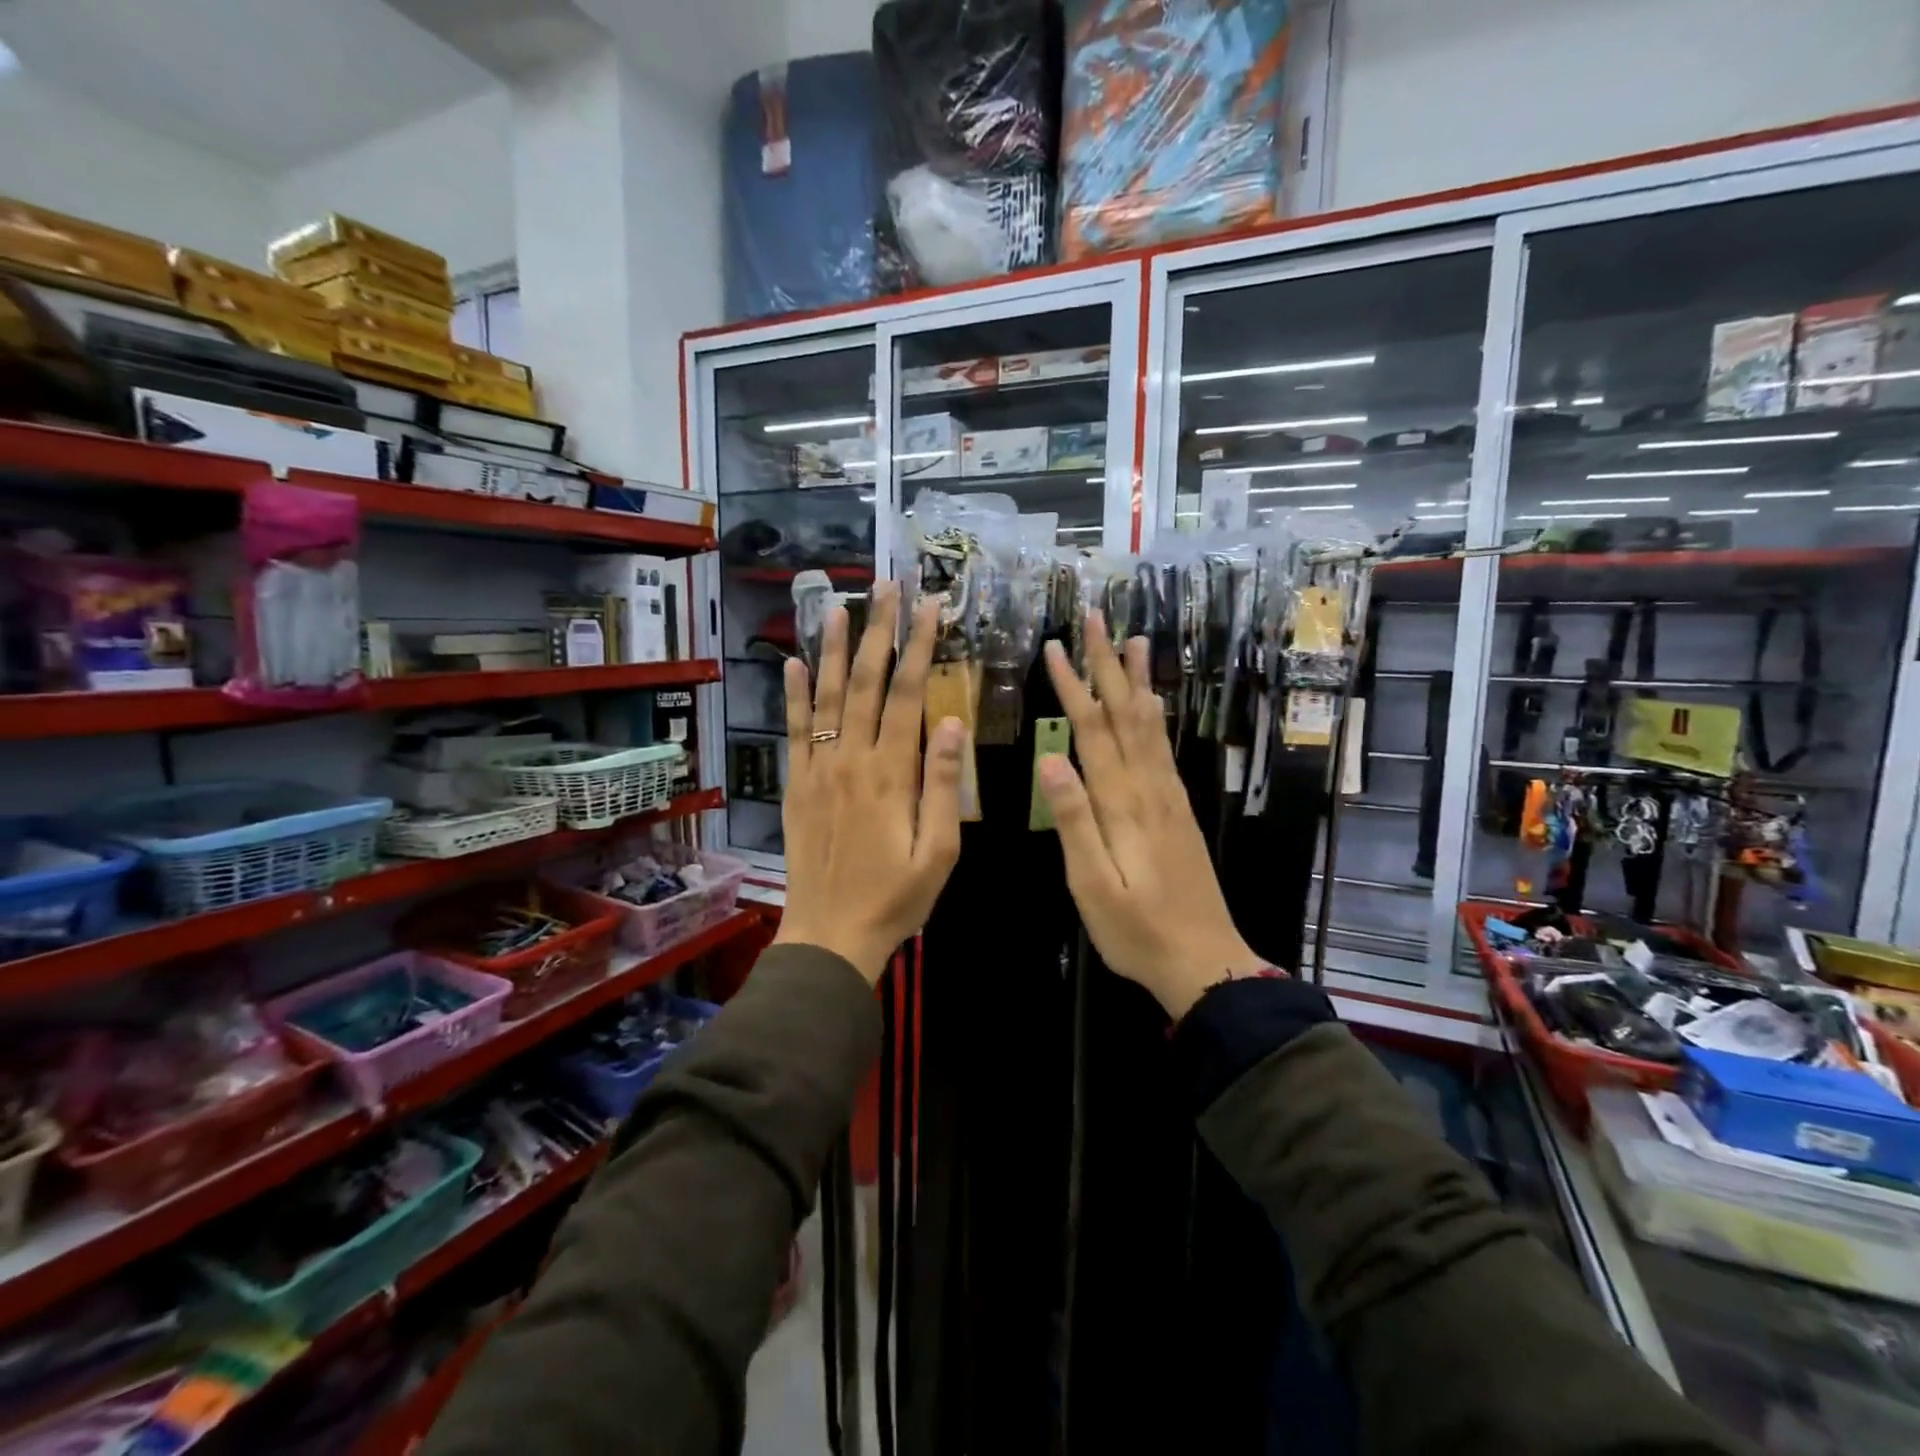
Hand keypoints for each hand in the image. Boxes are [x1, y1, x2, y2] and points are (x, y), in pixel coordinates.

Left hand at [774, 581, 965, 983]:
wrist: (830, 935)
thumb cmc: (895, 898)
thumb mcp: (938, 851)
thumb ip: (944, 785)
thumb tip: (952, 722)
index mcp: (892, 774)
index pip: (906, 694)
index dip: (918, 647)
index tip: (929, 607)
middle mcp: (851, 760)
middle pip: (863, 683)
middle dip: (877, 631)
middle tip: (884, 587)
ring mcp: (819, 771)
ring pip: (824, 697)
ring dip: (831, 649)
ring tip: (838, 606)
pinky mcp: (797, 786)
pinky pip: (795, 731)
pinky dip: (792, 695)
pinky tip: (791, 663)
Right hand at [1038, 614, 1273, 1018]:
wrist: (1204, 962)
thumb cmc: (1137, 931)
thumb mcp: (1092, 885)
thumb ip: (1074, 820)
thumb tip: (1050, 758)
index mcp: (1123, 804)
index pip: (1093, 731)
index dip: (1073, 686)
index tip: (1054, 647)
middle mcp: (1150, 788)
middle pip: (1126, 715)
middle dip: (1108, 665)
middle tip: (1097, 618)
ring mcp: (1169, 798)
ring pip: (1151, 726)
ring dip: (1138, 681)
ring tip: (1133, 641)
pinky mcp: (1179, 810)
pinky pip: (1164, 749)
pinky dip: (1156, 716)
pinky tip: (1153, 704)